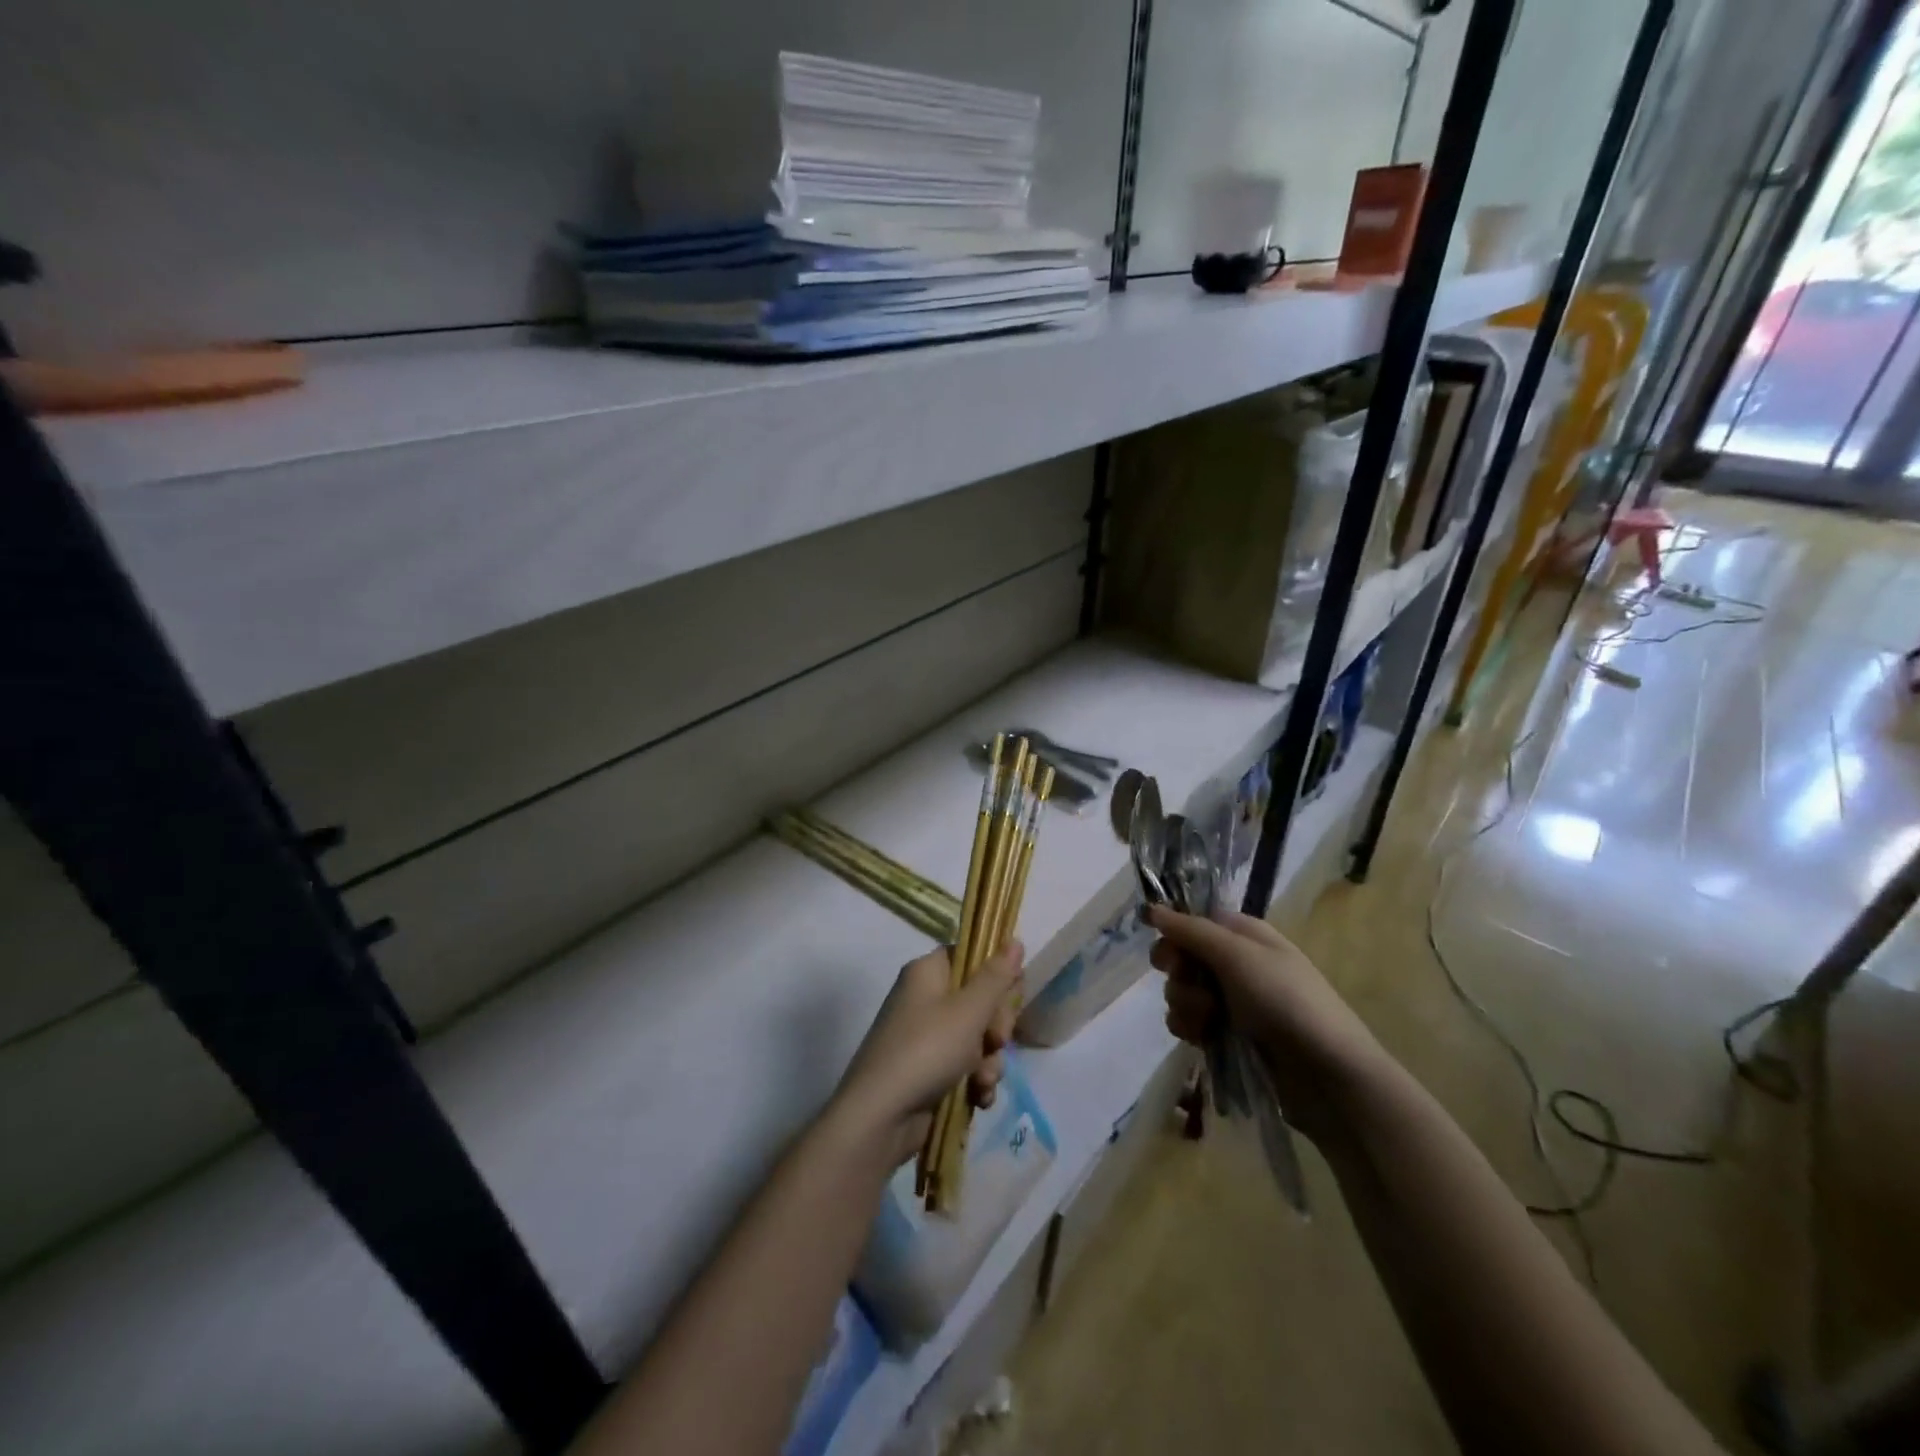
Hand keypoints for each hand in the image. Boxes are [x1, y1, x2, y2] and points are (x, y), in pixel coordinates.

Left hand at [831, 944, 1023, 1164]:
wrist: (880, 1118)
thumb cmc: (926, 1050)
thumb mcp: (968, 1011)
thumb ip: (996, 977)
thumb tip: (1015, 940)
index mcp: (928, 972)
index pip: (970, 957)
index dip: (995, 974)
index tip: (1012, 993)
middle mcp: (926, 999)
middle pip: (979, 999)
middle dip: (996, 1026)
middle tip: (995, 1041)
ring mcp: (927, 1037)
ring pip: (978, 1037)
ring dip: (989, 1060)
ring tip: (983, 1080)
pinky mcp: (930, 1071)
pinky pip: (966, 1066)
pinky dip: (976, 1081)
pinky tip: (978, 1097)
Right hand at [1148, 907, 1384, 1141]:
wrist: (1327, 1073)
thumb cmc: (1285, 1000)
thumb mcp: (1238, 955)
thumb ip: (1191, 930)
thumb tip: (1152, 908)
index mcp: (1243, 935)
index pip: (1193, 921)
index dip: (1175, 934)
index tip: (1169, 952)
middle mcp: (1236, 963)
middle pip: (1183, 957)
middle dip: (1178, 975)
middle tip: (1194, 988)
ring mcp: (1232, 1001)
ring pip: (1182, 991)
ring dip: (1185, 1005)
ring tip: (1208, 1022)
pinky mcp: (1228, 1035)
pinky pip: (1190, 1022)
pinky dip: (1190, 1028)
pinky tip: (1203, 1039)